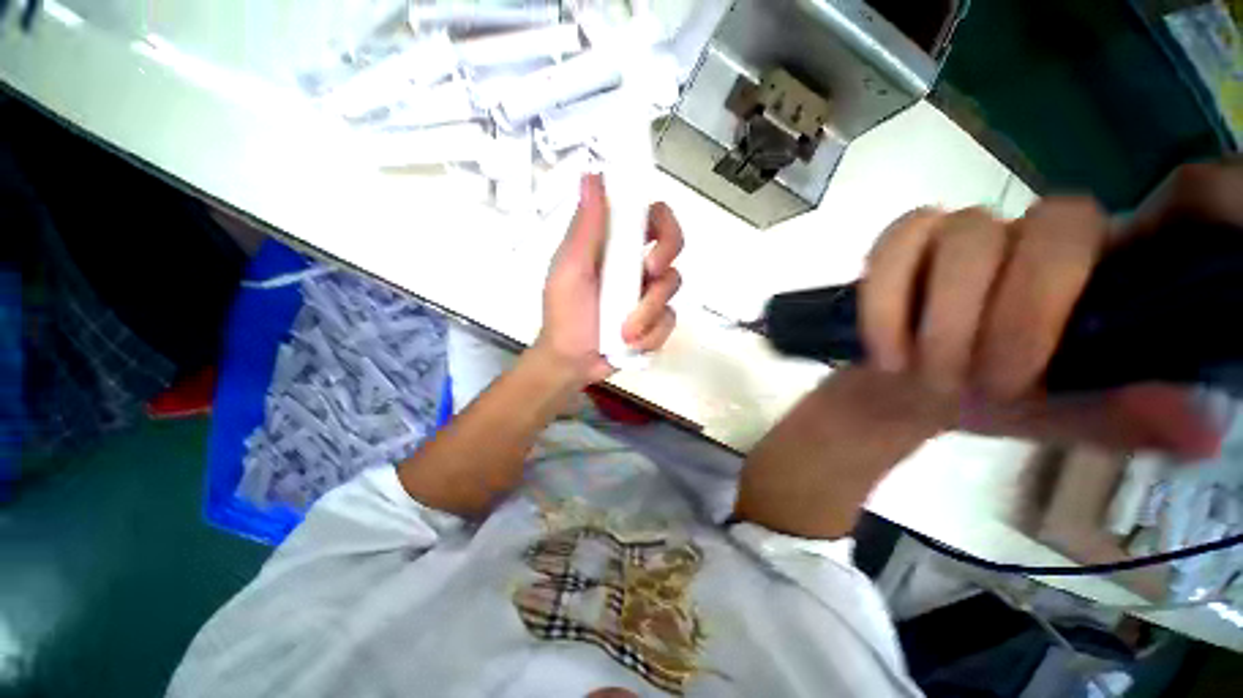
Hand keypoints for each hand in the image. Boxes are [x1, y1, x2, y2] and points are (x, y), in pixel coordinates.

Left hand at [533, 174, 684, 386]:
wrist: (572, 361)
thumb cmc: (565, 313)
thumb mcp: (570, 268)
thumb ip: (585, 227)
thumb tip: (592, 175)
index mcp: (615, 245)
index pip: (650, 215)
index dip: (660, 218)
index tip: (650, 236)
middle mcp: (637, 264)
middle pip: (674, 244)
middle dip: (666, 256)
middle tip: (649, 273)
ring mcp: (649, 293)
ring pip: (673, 285)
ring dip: (649, 310)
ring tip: (624, 331)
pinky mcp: (657, 321)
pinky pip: (669, 320)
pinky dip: (652, 333)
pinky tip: (631, 343)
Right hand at [859, 194, 1223, 457]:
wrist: (907, 392)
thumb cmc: (986, 402)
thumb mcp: (1058, 421)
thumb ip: (1123, 421)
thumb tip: (1202, 434)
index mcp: (1079, 268)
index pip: (1091, 233)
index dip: (1052, 299)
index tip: (1015, 381)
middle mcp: (1025, 236)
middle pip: (1035, 226)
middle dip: (1000, 316)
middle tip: (971, 385)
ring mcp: (956, 235)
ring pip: (960, 231)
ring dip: (937, 314)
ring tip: (916, 369)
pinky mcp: (896, 250)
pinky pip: (890, 245)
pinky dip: (883, 298)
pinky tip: (883, 344)